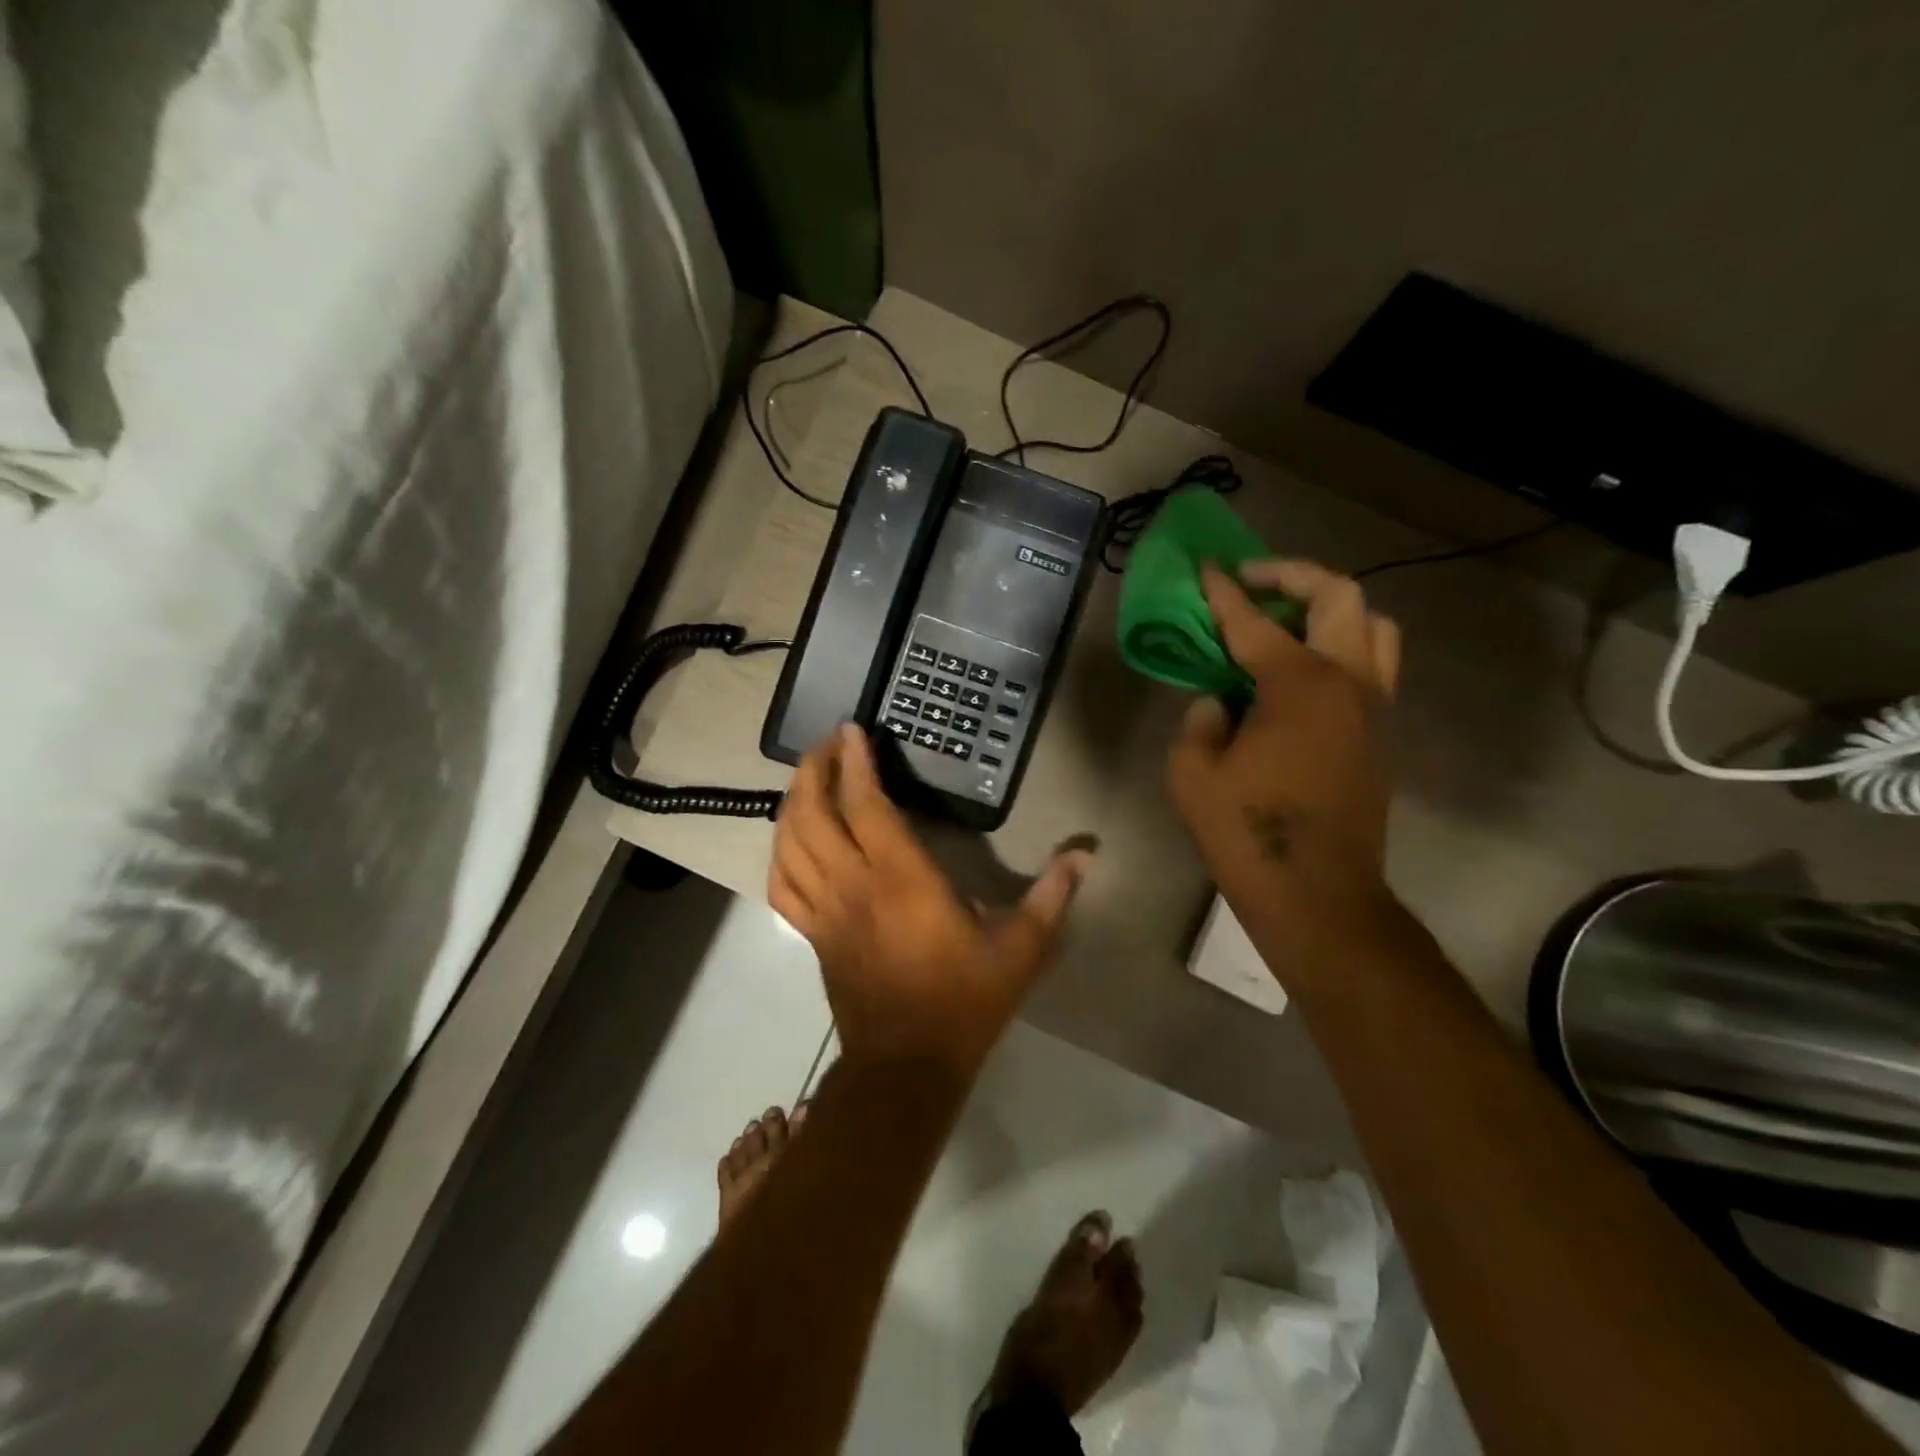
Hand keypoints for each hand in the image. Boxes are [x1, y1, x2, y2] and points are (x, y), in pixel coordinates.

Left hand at [771, 725, 1089, 1077]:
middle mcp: (853, 885)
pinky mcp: (813, 934)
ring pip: (789, 844)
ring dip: (792, 803)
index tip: (852, 730)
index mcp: (901, 878)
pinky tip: (791, 840)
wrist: (908, 1065)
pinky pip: (781, 886)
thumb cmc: (965, 1000)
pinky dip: (780, 854)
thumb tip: (1086, 854)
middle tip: (827, 744)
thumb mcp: (1022, 948)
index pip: (865, 804)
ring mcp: (825, 911)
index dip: (854, 762)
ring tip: (807, 778)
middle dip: (813, 770)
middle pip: (813, 814)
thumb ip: (1052, 895)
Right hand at [1168, 561, 1401, 968]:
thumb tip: (1219, 702)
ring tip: (1285, 622)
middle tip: (1252, 583)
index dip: (1223, 592)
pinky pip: (1371, 666)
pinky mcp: (1380, 734)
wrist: (1319, 897)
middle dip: (1292, 575)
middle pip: (1339, 596)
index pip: (1254, 621)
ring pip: (1372, 626)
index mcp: (1298, 685)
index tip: (1205, 567)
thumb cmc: (1248, 834)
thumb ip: (1201, 721)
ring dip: (1329, 609)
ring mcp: (1373, 707)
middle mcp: (1347, 682)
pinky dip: (1340, 648)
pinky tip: (1298, 674)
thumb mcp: (1193, 774)